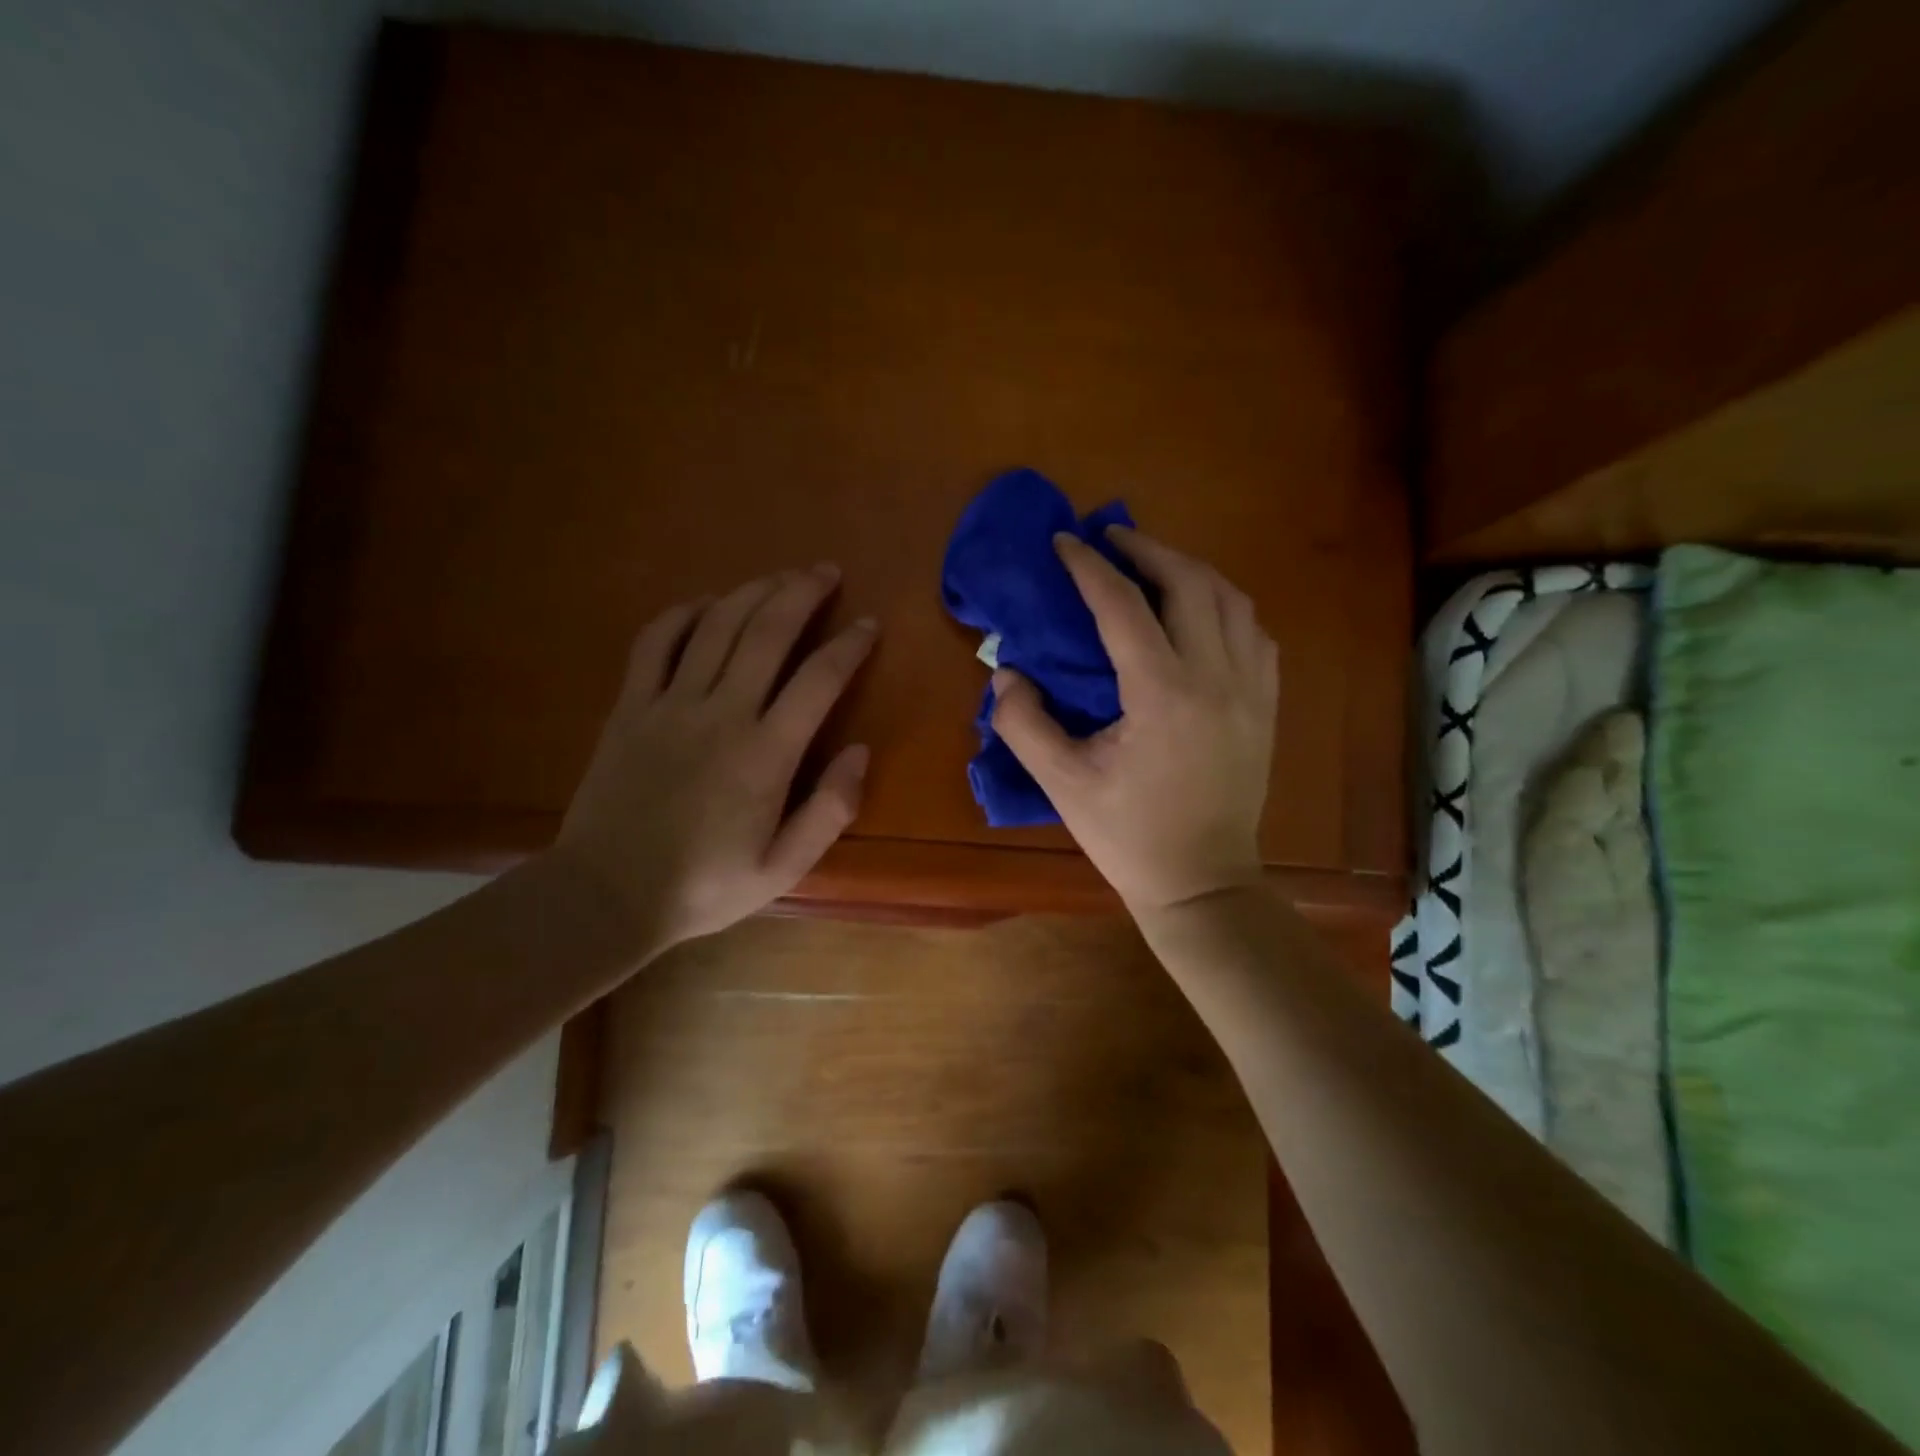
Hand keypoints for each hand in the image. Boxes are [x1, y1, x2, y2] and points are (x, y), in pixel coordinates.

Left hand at [552, 564, 876, 949]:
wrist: (606, 895)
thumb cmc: (704, 886)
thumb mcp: (783, 868)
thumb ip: (830, 810)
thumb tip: (860, 751)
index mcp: (765, 755)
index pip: (819, 680)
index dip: (849, 645)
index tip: (869, 625)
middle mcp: (721, 714)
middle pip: (767, 632)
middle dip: (802, 593)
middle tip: (826, 571)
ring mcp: (669, 704)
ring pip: (717, 626)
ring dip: (753, 591)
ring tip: (781, 576)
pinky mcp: (630, 706)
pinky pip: (656, 642)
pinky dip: (684, 613)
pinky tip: (707, 603)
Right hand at [991, 527, 1277, 914]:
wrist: (1202, 881)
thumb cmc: (1128, 835)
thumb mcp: (1062, 783)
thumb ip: (1024, 722)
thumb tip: (1007, 673)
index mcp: (1162, 694)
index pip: (1123, 605)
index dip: (1089, 567)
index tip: (1064, 542)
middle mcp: (1216, 677)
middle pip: (1189, 582)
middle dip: (1146, 549)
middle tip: (1110, 540)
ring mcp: (1251, 689)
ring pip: (1231, 598)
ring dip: (1188, 570)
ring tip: (1152, 565)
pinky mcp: (1266, 704)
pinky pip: (1253, 631)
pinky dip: (1223, 605)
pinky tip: (1198, 612)